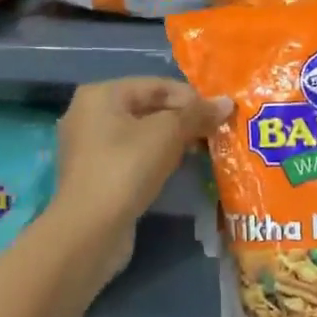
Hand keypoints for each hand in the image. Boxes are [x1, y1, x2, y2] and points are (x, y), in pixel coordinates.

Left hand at [51, 78, 230, 285]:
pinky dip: (155, 158)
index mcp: (101, 94)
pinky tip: (177, 169)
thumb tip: (227, 103)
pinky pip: (131, 156)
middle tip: (213, 133)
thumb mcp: (167, 134)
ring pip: (140, 134)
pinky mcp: (95, 175)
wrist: (89, 231)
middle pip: (147, 108)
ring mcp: (88, 147)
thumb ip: (196, 114)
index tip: (219, 114)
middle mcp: (89, 114)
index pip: (155, 85)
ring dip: (171, 140)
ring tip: (201, 150)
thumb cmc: (126, 169)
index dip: (191, 97)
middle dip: (182, 119)